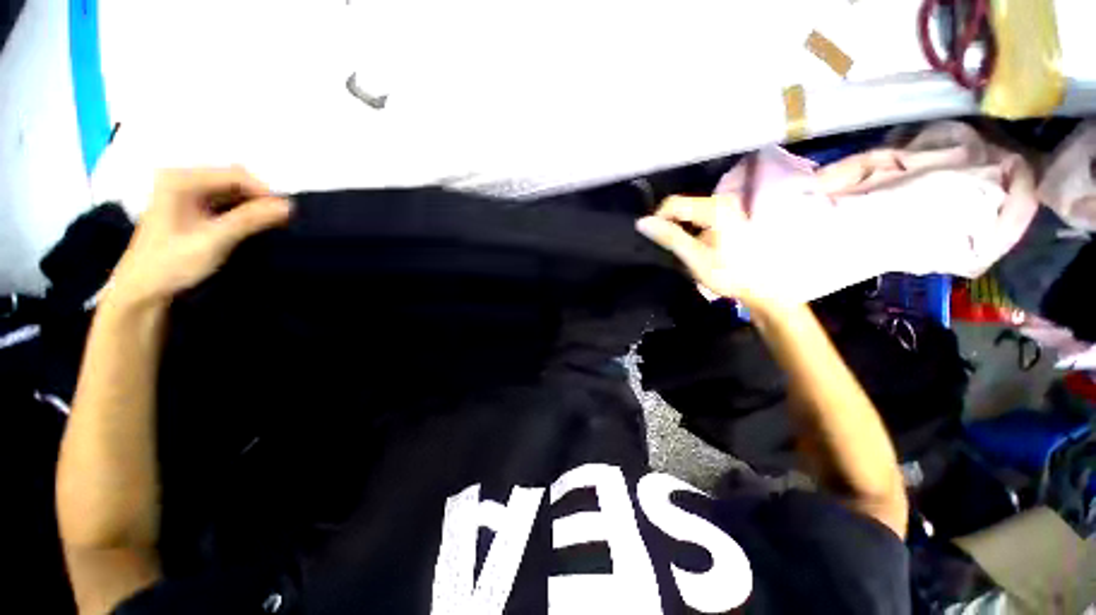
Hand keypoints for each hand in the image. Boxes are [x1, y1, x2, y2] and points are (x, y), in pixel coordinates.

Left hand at [107, 167, 291, 308]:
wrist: (142, 290)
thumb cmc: (172, 264)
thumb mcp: (213, 241)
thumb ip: (249, 220)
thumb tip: (288, 206)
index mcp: (180, 180)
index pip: (235, 175)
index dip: (264, 192)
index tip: (286, 214)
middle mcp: (183, 180)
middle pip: (234, 181)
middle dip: (259, 200)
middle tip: (280, 222)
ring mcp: (185, 194)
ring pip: (232, 193)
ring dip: (253, 208)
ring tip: (271, 226)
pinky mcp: (191, 208)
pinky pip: (225, 203)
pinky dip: (242, 214)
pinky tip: (253, 227)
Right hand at [637, 194, 792, 308]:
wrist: (766, 287)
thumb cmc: (730, 274)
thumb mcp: (695, 258)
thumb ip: (669, 237)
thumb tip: (642, 222)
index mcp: (714, 208)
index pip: (672, 204)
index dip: (657, 220)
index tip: (654, 241)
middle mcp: (721, 200)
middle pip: (681, 206)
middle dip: (669, 225)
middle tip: (668, 248)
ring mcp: (727, 207)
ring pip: (688, 213)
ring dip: (679, 229)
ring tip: (680, 250)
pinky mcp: (728, 216)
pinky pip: (698, 218)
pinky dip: (690, 230)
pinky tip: (694, 247)